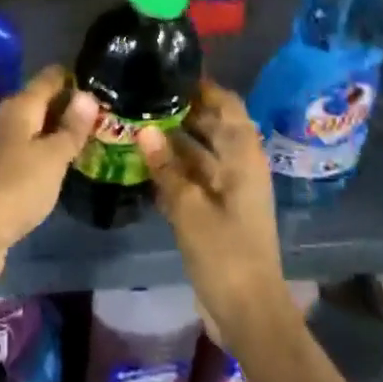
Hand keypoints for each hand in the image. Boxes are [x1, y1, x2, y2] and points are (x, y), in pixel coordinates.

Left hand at [0, 66, 98, 256]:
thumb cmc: (17, 187)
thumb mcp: (53, 157)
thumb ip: (71, 127)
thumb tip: (87, 94)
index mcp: (20, 106)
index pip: (51, 77)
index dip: (76, 79)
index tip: (103, 87)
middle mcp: (7, 118)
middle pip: (42, 100)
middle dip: (70, 106)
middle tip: (104, 115)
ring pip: (34, 126)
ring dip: (58, 130)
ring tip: (90, 137)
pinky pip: (27, 148)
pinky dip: (45, 150)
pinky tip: (62, 163)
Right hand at [136, 79, 294, 348]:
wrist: (248, 311)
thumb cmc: (225, 254)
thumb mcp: (190, 209)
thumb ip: (166, 167)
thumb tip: (144, 129)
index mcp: (243, 157)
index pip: (227, 106)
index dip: (203, 86)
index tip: (168, 70)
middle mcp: (239, 166)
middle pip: (212, 125)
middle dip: (181, 110)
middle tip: (141, 95)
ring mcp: (228, 189)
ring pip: (200, 151)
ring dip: (173, 139)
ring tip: (134, 122)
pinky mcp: (217, 210)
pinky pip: (194, 177)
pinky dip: (173, 167)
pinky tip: (142, 161)